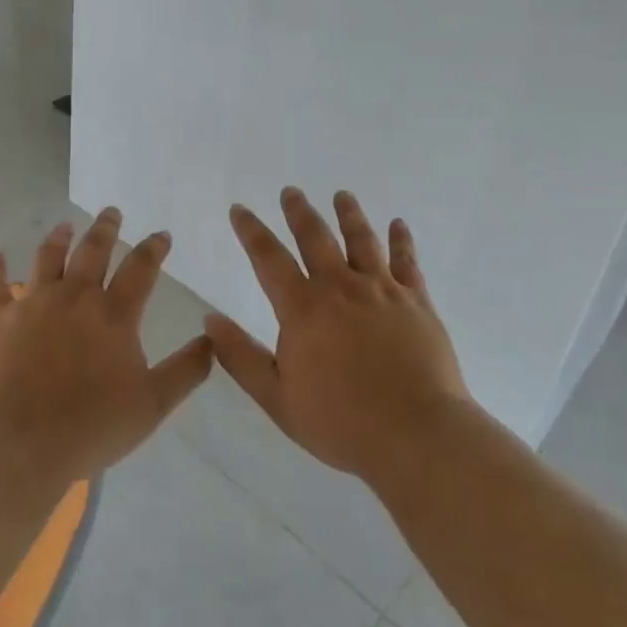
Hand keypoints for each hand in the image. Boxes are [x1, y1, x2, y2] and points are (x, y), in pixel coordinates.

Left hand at [0, 207, 213, 483]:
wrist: (19, 445)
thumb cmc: (92, 426)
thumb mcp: (154, 404)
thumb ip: (187, 369)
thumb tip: (212, 338)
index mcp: (114, 314)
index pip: (141, 268)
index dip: (154, 248)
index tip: (161, 235)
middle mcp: (75, 297)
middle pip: (93, 251)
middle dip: (105, 228)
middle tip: (111, 212)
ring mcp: (34, 304)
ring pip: (48, 258)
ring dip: (59, 238)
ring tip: (65, 226)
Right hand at [206, 188, 469, 486]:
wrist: (416, 435)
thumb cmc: (341, 422)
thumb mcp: (277, 397)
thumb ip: (241, 356)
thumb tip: (209, 319)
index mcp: (304, 309)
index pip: (269, 258)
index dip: (251, 231)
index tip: (240, 209)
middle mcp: (341, 287)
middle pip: (316, 237)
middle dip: (299, 211)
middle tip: (291, 191)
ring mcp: (383, 290)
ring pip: (362, 240)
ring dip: (349, 214)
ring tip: (342, 195)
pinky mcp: (417, 301)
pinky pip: (408, 262)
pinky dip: (402, 240)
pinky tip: (399, 224)